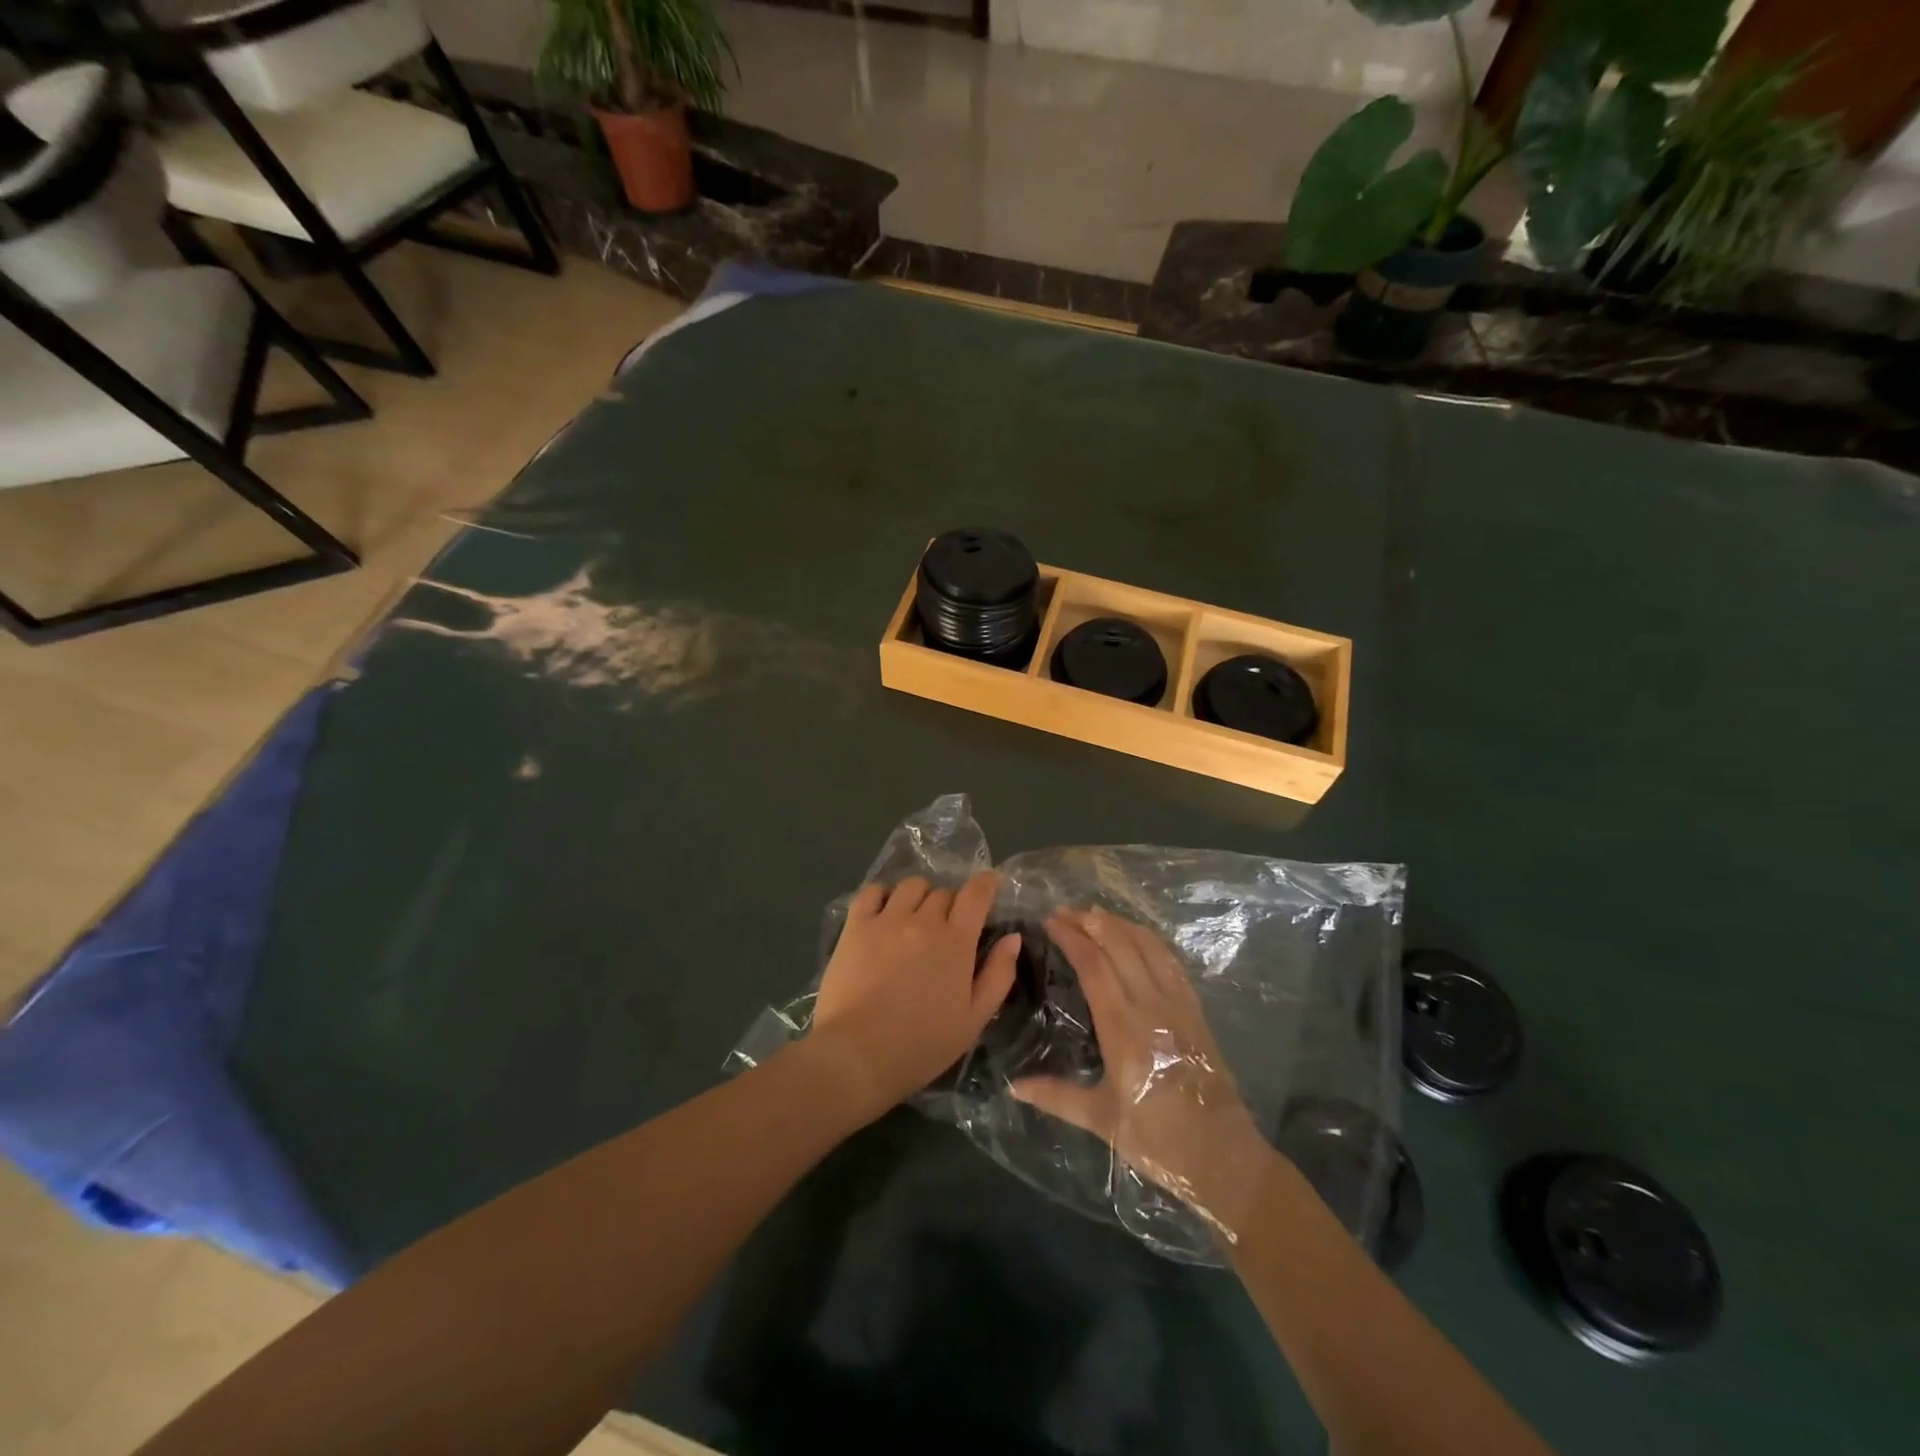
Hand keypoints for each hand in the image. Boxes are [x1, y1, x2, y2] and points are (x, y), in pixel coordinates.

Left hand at [810, 872, 1020, 1114]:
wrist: (857, 1056)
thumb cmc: (922, 1045)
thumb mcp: (974, 1019)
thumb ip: (998, 975)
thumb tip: (1012, 937)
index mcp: (955, 942)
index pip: (976, 894)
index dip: (986, 883)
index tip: (990, 883)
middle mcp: (922, 920)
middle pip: (944, 892)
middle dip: (952, 904)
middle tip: (948, 927)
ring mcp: (886, 920)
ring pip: (911, 886)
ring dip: (921, 897)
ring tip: (916, 918)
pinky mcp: (855, 926)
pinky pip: (873, 891)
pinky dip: (884, 895)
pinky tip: (885, 913)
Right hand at [1012, 907, 1269, 1234]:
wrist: (1223, 1156)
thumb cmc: (1158, 1138)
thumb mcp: (1102, 1120)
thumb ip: (1056, 1096)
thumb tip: (1013, 1085)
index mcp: (1123, 1026)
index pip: (1094, 965)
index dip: (1071, 937)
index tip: (1049, 921)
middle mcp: (1151, 1004)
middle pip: (1119, 945)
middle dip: (1090, 922)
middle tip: (1065, 910)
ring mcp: (1177, 1003)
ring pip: (1147, 946)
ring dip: (1119, 924)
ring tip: (1095, 914)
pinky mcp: (1195, 1010)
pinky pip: (1170, 961)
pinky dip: (1149, 940)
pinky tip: (1137, 937)